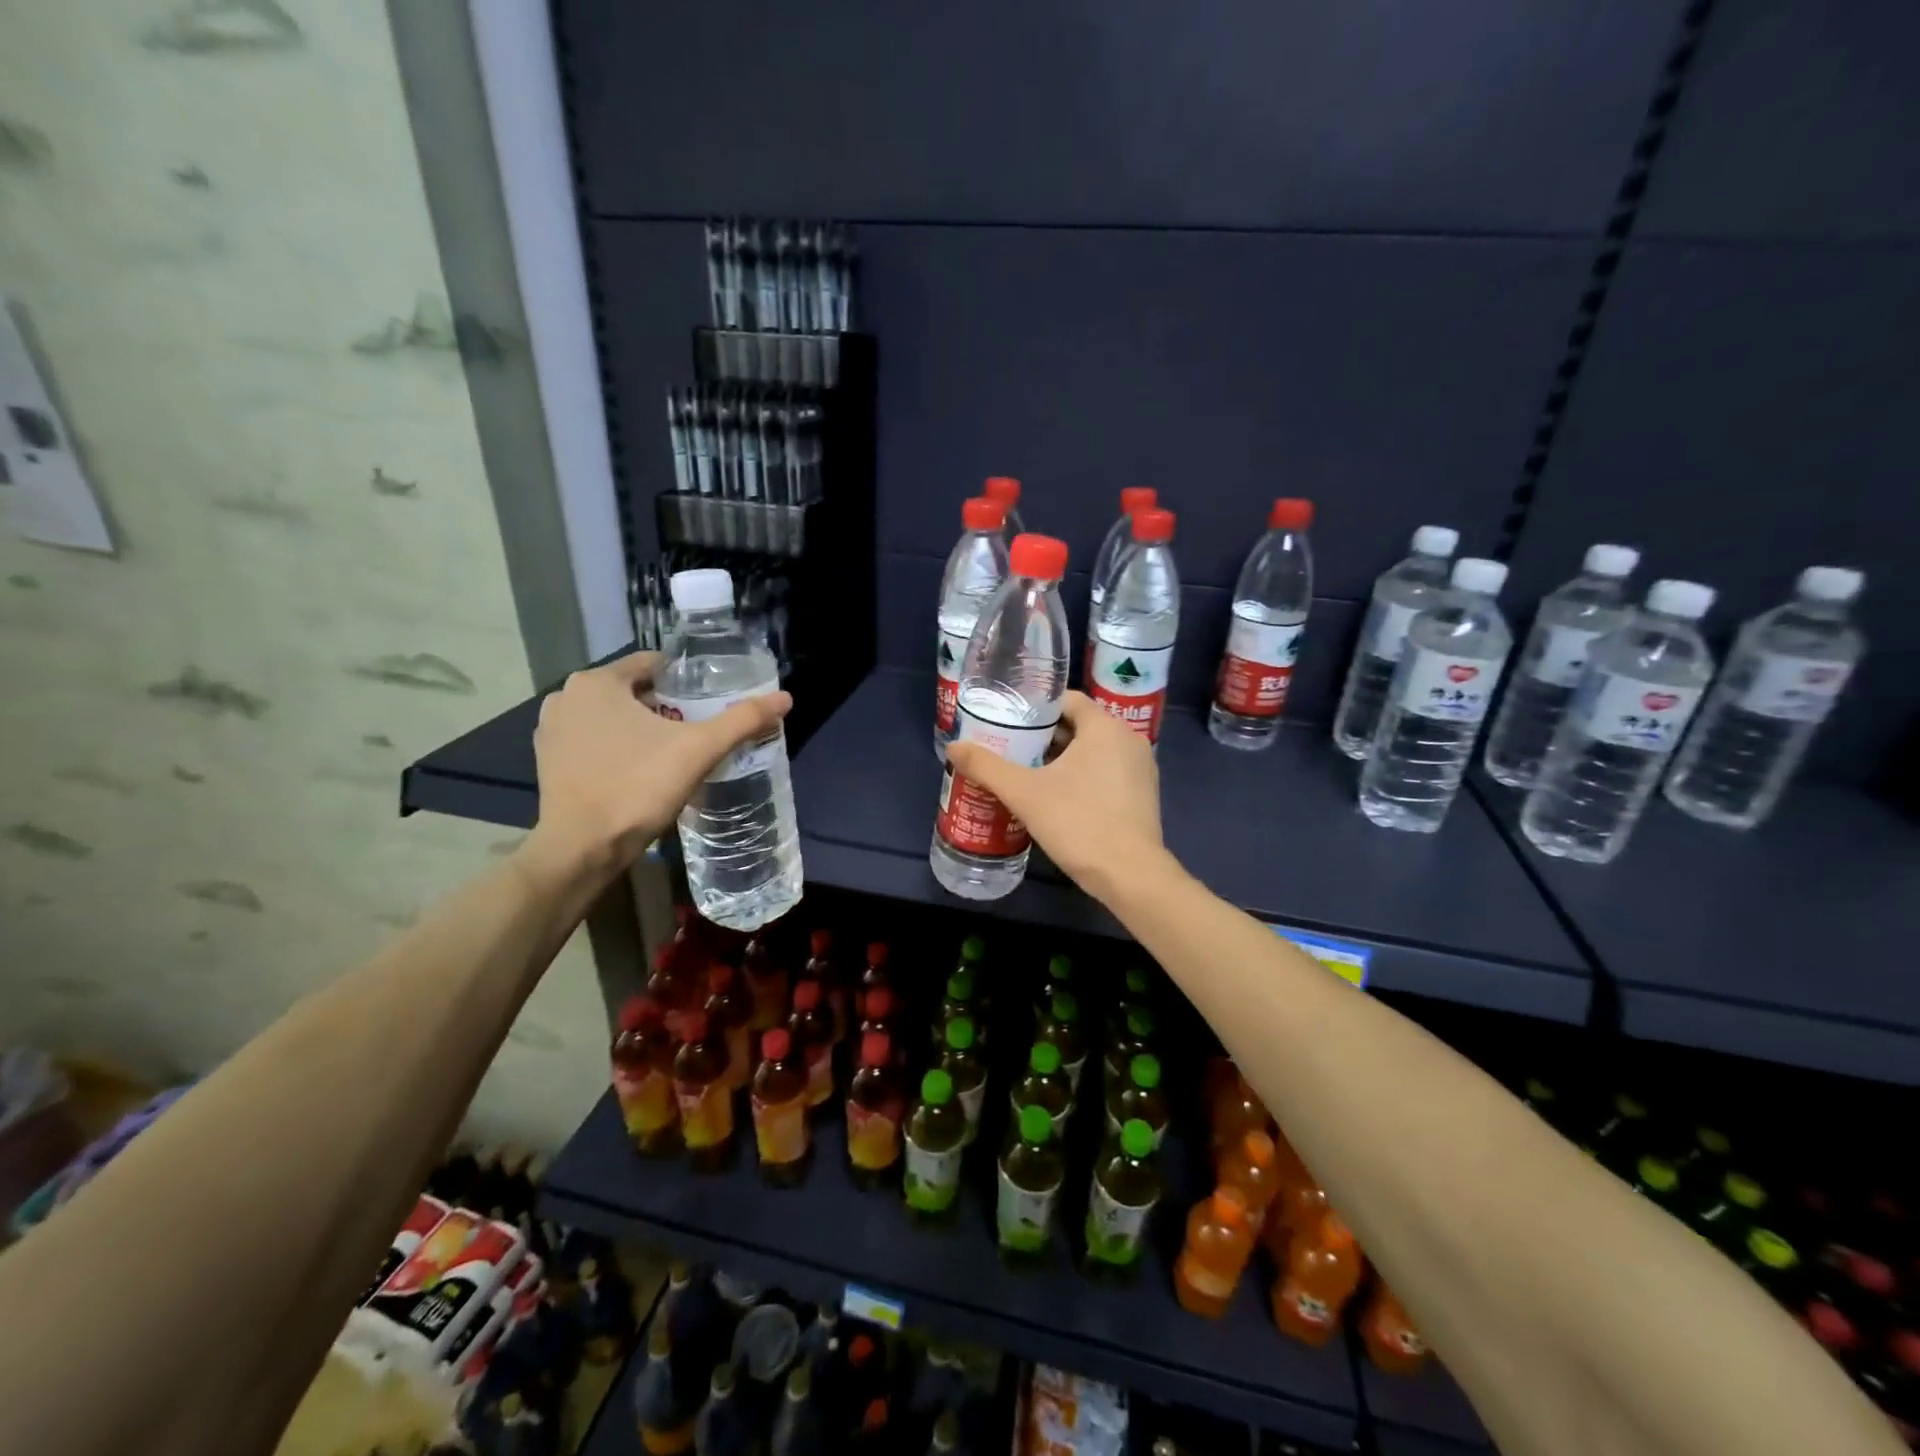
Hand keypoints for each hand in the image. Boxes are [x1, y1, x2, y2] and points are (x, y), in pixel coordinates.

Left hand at [529, 653, 790, 880]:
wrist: (582, 848)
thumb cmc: (639, 787)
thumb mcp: (699, 750)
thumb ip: (742, 720)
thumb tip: (785, 698)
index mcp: (597, 681)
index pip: (653, 664)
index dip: (686, 680)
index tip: (709, 701)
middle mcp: (567, 696)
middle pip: (633, 690)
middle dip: (665, 705)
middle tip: (697, 729)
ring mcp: (552, 728)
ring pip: (612, 715)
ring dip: (640, 726)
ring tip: (673, 750)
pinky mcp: (547, 760)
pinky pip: (594, 739)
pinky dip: (617, 746)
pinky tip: (640, 769)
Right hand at [945, 691, 1167, 900]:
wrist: (1130, 875)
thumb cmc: (1078, 822)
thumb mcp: (1024, 793)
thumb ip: (987, 766)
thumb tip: (953, 747)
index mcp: (1105, 727)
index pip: (1066, 700)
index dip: (1035, 707)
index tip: (1008, 722)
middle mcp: (1129, 739)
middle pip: (1078, 725)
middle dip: (1043, 736)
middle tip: (1010, 749)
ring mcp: (1141, 768)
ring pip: (1093, 750)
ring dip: (1061, 758)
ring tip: (1027, 773)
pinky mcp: (1142, 794)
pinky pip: (1106, 771)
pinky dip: (1082, 775)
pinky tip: (1056, 797)